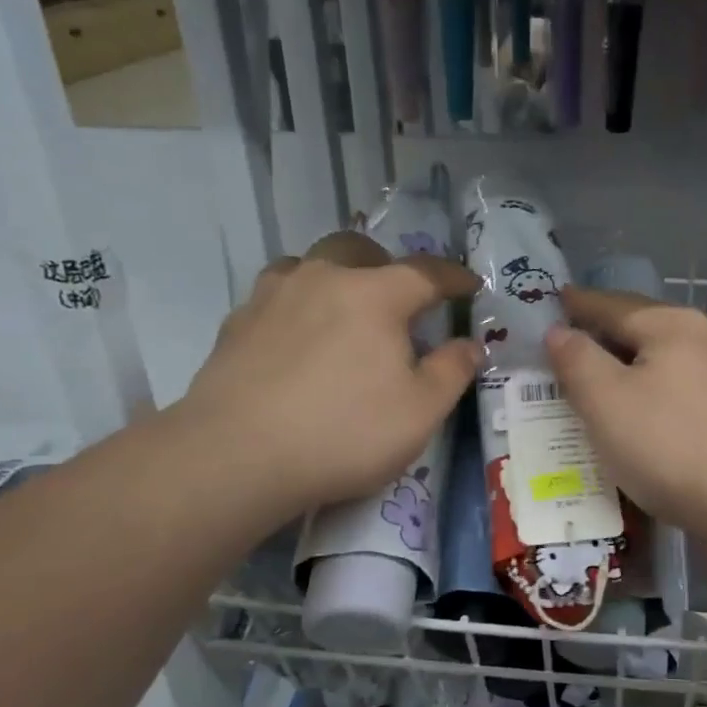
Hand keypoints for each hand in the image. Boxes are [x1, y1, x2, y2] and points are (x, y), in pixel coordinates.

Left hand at [182, 245, 480, 513]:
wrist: (236, 456)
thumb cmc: (344, 432)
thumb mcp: (421, 412)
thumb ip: (452, 371)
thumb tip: (470, 345)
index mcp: (374, 295)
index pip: (425, 272)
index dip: (453, 277)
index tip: (470, 285)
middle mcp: (322, 279)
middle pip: (358, 249)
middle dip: (386, 264)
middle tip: (398, 297)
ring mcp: (272, 297)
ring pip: (309, 264)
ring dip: (334, 276)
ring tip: (342, 310)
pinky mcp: (236, 324)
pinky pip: (276, 296)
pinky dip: (297, 305)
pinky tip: (296, 339)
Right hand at [544, 286, 706, 538]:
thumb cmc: (671, 444)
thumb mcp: (606, 401)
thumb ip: (577, 360)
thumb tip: (560, 331)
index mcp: (671, 325)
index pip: (612, 305)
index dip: (578, 305)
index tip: (554, 301)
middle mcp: (706, 339)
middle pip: (643, 329)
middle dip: (604, 335)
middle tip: (568, 343)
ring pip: (664, 362)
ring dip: (629, 367)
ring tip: (598, 380)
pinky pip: (680, 390)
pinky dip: (652, 393)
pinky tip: (642, 414)